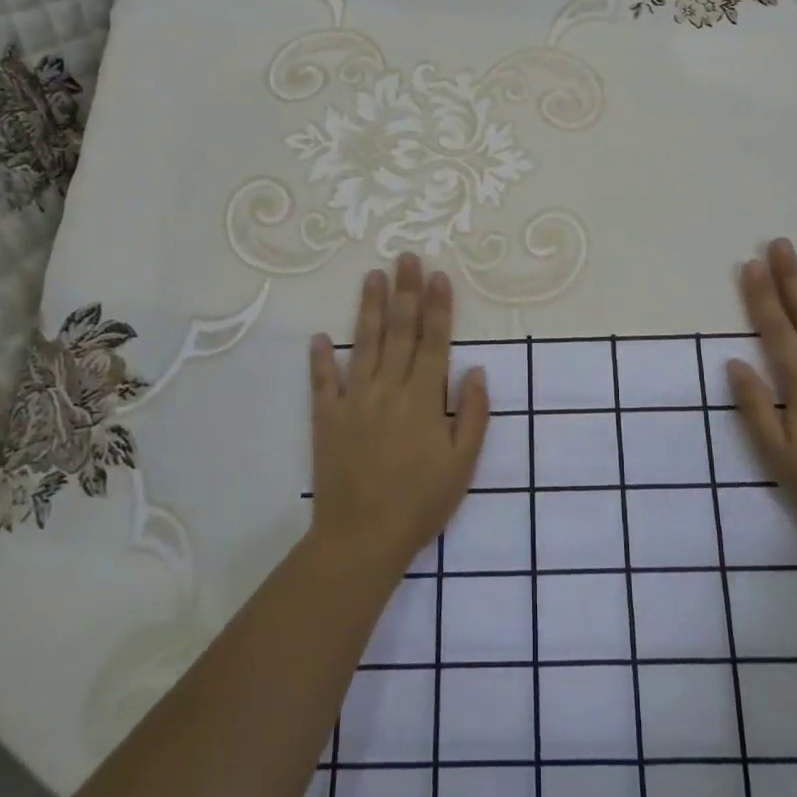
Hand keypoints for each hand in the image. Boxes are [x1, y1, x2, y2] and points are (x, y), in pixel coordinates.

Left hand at [307, 255, 490, 576]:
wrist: (362, 539)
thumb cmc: (421, 503)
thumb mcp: (463, 464)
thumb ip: (474, 414)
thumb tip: (478, 370)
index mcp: (424, 398)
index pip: (434, 340)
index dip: (438, 306)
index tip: (438, 275)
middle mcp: (389, 388)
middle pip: (400, 331)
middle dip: (405, 291)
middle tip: (405, 258)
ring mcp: (354, 401)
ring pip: (364, 344)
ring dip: (369, 308)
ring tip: (372, 276)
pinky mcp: (327, 419)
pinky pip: (323, 382)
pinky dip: (320, 358)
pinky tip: (319, 336)